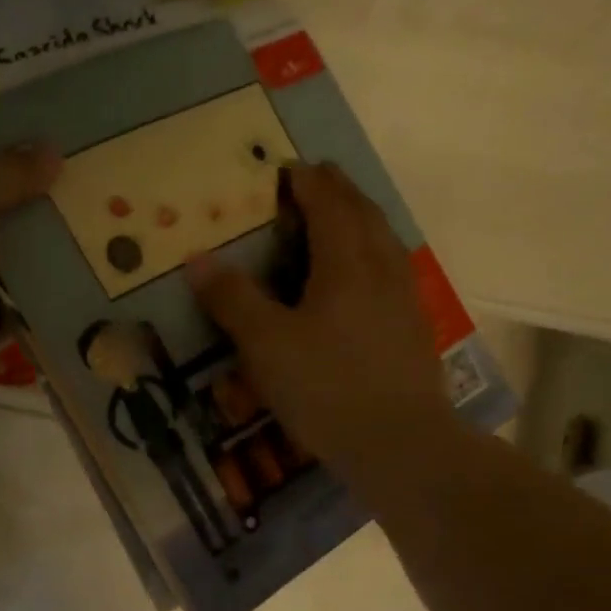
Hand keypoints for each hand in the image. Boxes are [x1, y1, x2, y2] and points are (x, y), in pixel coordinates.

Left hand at [0, 149, 61, 383]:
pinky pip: (16, 322)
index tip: (30, 154)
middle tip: (73, 196)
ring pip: (0, 278)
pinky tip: (78, 295)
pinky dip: (40, 313)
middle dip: (19, 215)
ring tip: (87, 243)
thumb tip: (50, 154)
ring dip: (35, 266)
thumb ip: (1, 171)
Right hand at [187, 163, 451, 486]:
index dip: (306, 183)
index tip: (288, 169)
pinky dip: (375, 255)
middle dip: (339, 191)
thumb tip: (198, 260)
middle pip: (363, 214)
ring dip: (363, 219)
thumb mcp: (265, 345)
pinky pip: (393, 273)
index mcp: (346, 263)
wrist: (398, 442)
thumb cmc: (325, 387)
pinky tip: (367, 280)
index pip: (327, 205)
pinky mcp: (413, 331)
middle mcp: (381, 269)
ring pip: (385, 242)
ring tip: (344, 218)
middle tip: (319, 179)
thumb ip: (233, 299)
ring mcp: (404, 300)